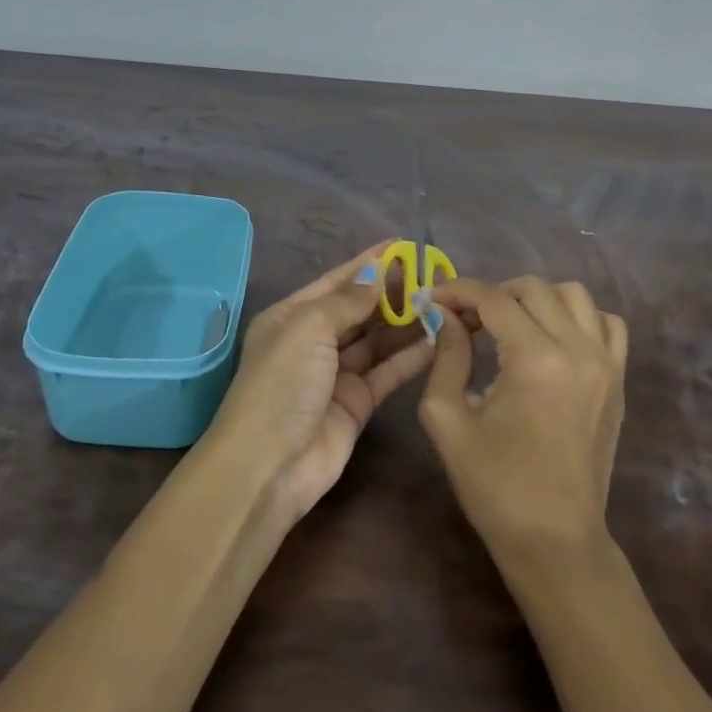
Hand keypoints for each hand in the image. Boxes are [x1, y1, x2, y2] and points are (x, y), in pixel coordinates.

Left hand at [207, 243, 435, 519]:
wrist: (270, 466)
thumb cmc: (282, 384)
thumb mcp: (308, 328)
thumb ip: (346, 300)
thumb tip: (377, 275)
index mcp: (291, 317)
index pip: (336, 281)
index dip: (368, 263)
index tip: (403, 246)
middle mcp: (313, 341)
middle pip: (358, 309)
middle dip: (391, 292)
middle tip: (433, 276)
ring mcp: (335, 374)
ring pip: (376, 340)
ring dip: (405, 322)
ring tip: (442, 303)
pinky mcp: (357, 403)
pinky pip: (387, 372)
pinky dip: (410, 356)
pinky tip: (438, 339)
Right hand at [418, 277, 629, 560]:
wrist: (555, 539)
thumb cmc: (494, 484)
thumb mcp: (448, 419)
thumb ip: (445, 356)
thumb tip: (444, 315)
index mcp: (535, 359)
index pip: (492, 299)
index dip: (457, 291)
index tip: (432, 300)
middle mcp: (578, 349)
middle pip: (533, 289)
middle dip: (492, 294)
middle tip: (465, 321)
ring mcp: (606, 363)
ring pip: (574, 295)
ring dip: (535, 300)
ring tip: (509, 326)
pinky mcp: (619, 379)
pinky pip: (606, 323)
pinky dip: (578, 317)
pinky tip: (552, 339)